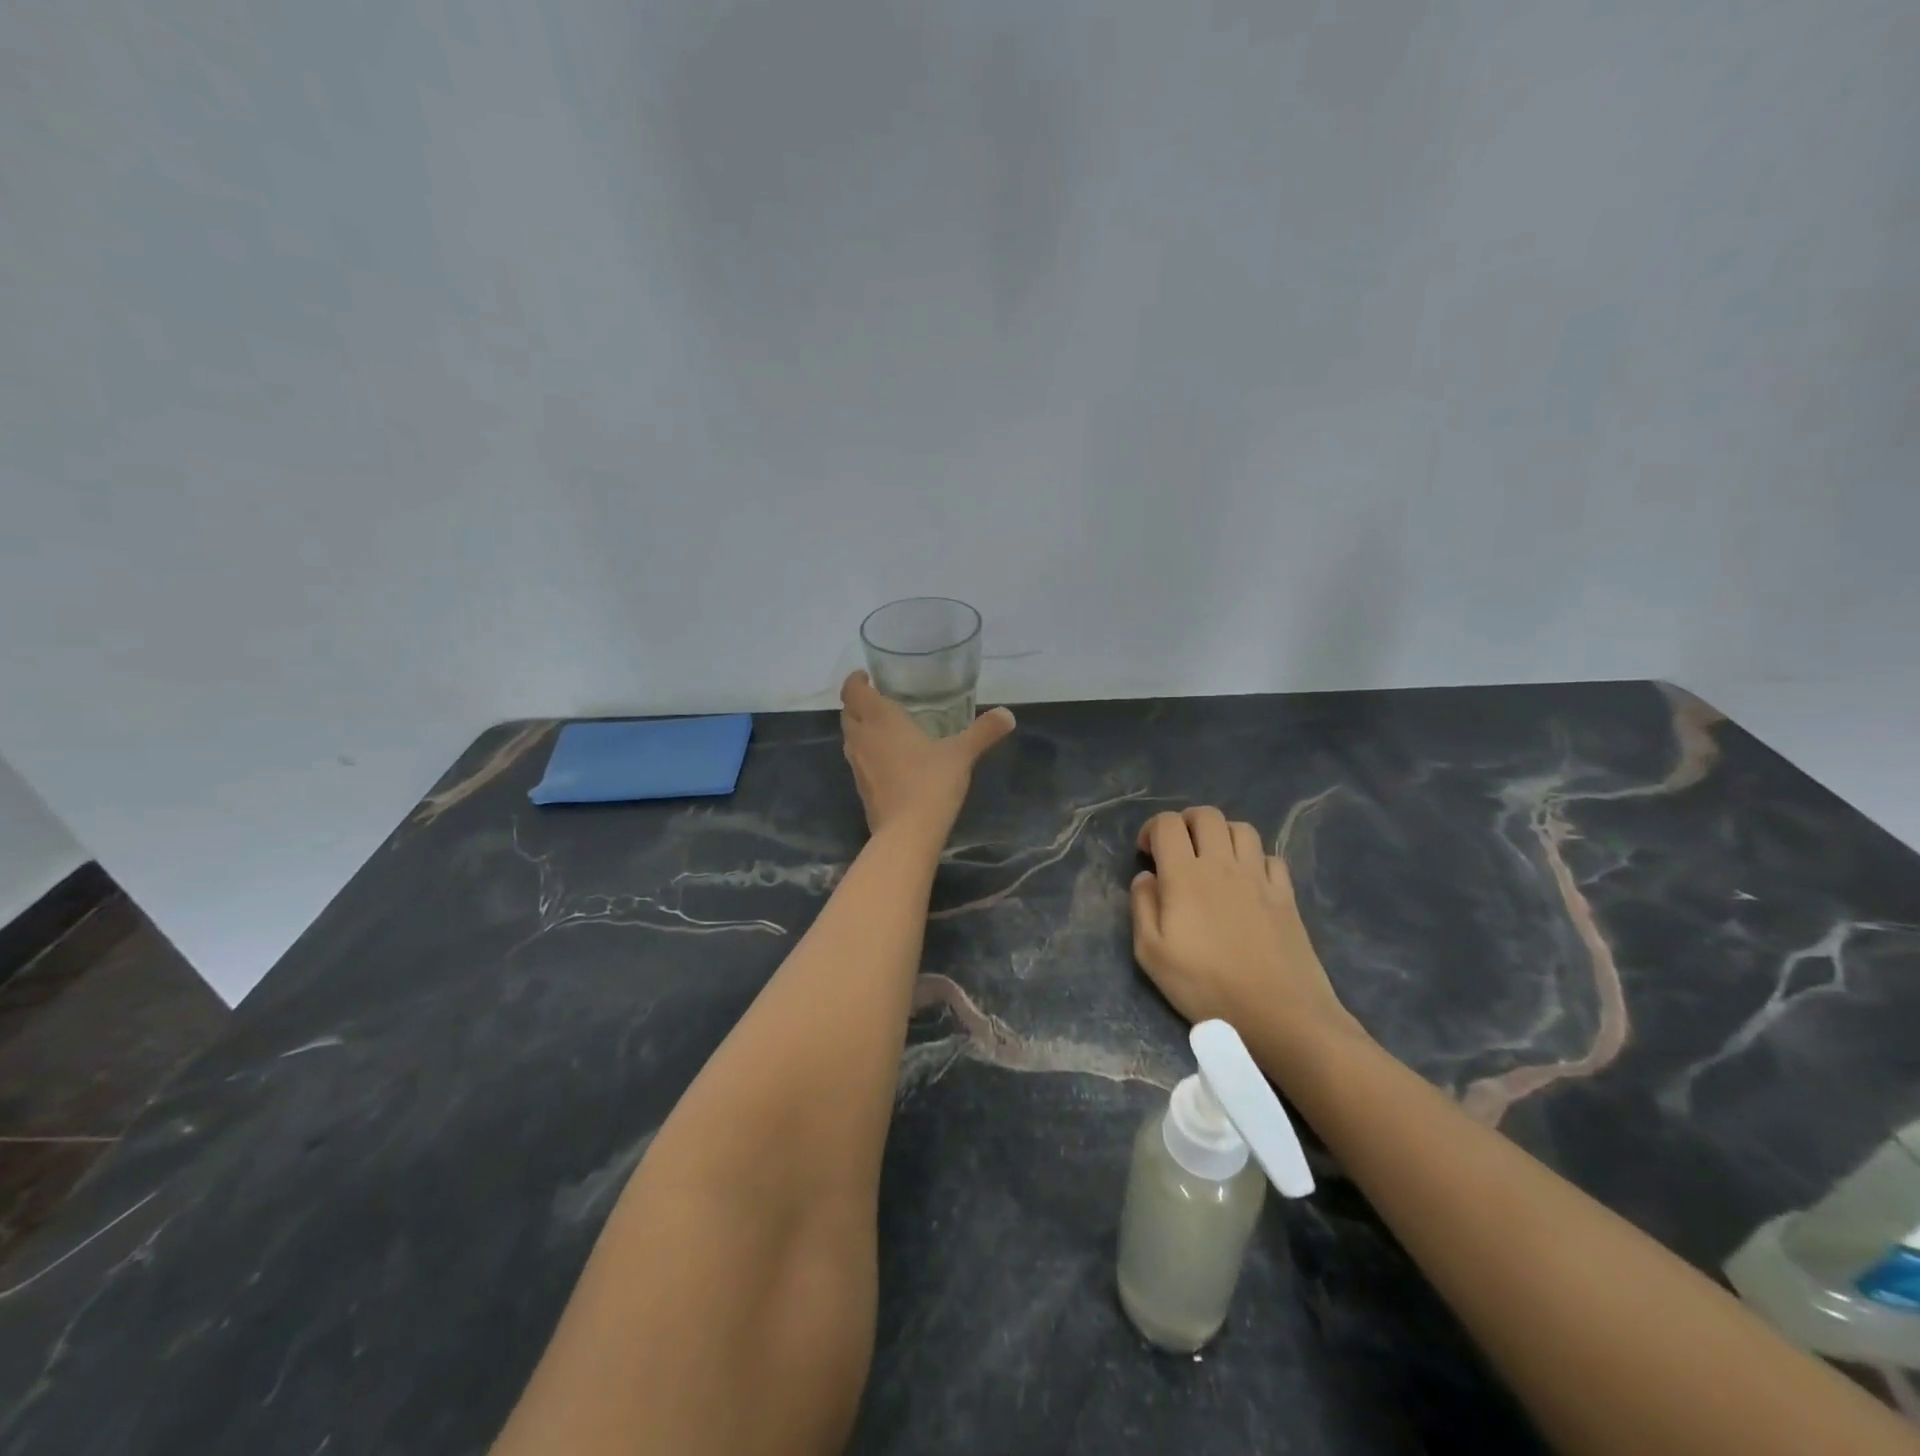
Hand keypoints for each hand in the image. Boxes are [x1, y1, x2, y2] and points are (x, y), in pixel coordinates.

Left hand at [840, 672, 1014, 839]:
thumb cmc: (931, 783)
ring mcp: (857, 765)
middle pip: (847, 712)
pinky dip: (868, 752)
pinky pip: (858, 760)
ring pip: (850, 737)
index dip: (856, 680)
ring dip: (861, 728)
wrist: (907, 833)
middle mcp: (862, 738)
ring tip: (885, 726)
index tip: (867, 676)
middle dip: (858, 703)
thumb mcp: (962, 754)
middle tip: (878, 699)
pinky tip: (890, 759)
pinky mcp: (861, 788)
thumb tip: (1009, 714)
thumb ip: (983, 732)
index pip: (853, 691)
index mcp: (880, 720)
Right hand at [1130, 807, 1357, 1047]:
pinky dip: (1255, 859)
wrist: (1279, 1014)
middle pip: (1207, 815)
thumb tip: (1146, 877)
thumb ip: (1142, 907)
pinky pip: (1271, 857)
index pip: (1168, 824)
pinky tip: (1248, 881)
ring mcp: (1259, 877)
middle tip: (1178, 848)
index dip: (1152, 829)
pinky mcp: (1286, 895)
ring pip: (1242, 829)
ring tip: (1213, 859)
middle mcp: (1222, 864)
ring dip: (1222, 834)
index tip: (1147, 854)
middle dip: (1186, 822)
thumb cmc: (1206, 986)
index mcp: (1185, 875)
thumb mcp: (1152, 955)